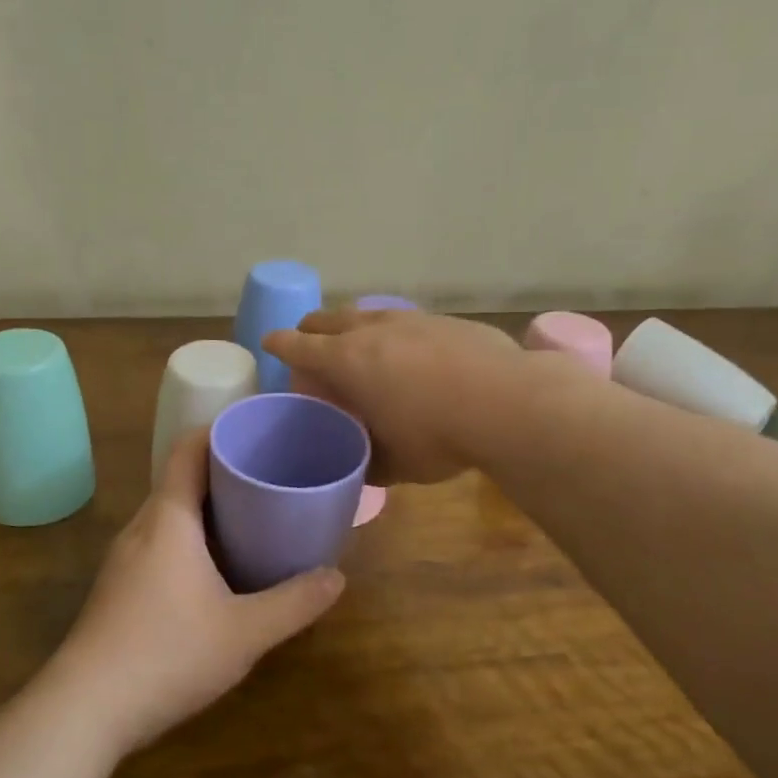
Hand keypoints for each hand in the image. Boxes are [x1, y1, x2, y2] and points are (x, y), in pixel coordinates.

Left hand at [51, 430, 345, 755]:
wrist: (84, 710)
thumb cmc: (167, 654)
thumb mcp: (245, 632)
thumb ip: (295, 603)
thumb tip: (336, 577)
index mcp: (169, 519)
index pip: (188, 450)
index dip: (220, 431)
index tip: (258, 432)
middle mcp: (142, 528)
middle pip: (181, 479)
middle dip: (225, 472)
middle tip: (271, 476)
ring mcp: (125, 559)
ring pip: (171, 515)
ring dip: (208, 509)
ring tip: (253, 517)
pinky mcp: (119, 588)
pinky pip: (161, 543)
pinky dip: (192, 539)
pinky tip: (218, 570)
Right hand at [262, 308, 525, 484]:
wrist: (508, 403)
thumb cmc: (438, 437)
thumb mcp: (394, 463)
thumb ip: (367, 460)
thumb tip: (359, 465)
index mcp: (348, 361)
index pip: (298, 345)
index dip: (279, 343)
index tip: (269, 342)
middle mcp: (373, 330)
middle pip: (328, 319)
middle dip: (311, 328)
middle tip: (308, 341)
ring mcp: (411, 320)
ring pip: (367, 312)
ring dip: (352, 324)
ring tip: (357, 341)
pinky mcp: (445, 320)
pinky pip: (405, 319)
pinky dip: (392, 330)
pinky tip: (409, 348)